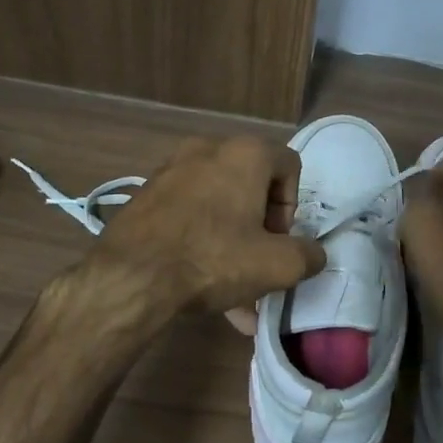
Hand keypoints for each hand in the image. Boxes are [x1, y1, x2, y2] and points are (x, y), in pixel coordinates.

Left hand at [93, 137, 326, 313]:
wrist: (130, 277)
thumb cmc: (213, 259)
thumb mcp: (278, 265)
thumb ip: (308, 256)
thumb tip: (312, 254)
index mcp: (244, 154)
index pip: (289, 165)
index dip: (292, 207)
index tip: (278, 240)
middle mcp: (206, 149)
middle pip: (251, 186)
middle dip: (260, 229)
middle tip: (256, 262)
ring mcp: (171, 171)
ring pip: (218, 206)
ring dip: (232, 243)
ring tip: (233, 293)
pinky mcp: (146, 196)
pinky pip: (188, 216)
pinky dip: (201, 243)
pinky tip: (201, 287)